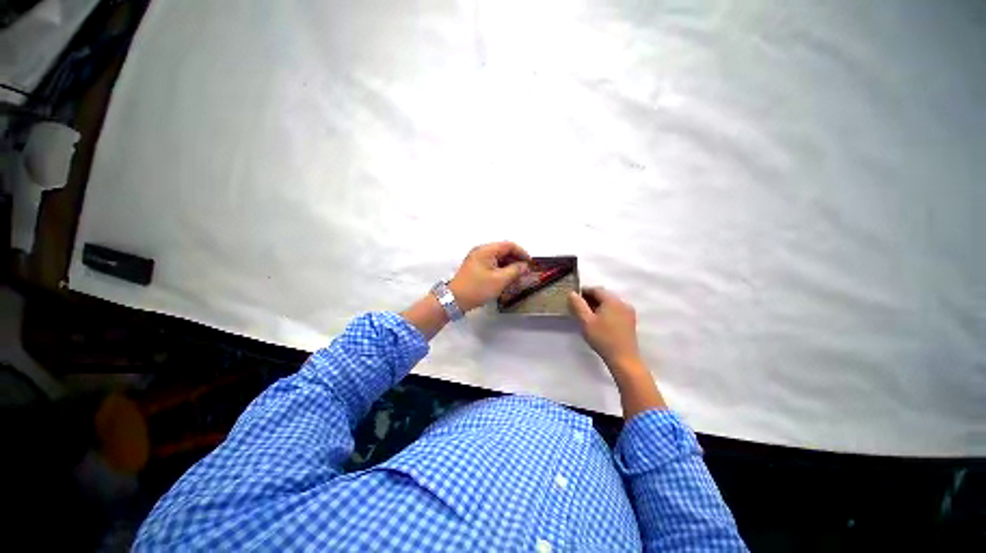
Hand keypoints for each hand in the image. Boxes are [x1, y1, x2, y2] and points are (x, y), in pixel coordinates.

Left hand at [449, 242, 530, 311]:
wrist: (455, 300)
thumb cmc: (478, 288)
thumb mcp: (500, 280)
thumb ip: (515, 271)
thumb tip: (525, 266)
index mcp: (486, 250)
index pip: (509, 245)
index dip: (522, 253)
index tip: (530, 263)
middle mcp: (481, 251)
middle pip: (503, 251)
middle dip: (516, 260)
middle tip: (525, 272)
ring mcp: (478, 259)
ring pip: (498, 258)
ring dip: (509, 266)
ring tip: (518, 277)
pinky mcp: (476, 267)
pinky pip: (492, 264)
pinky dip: (501, 270)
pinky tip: (507, 279)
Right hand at [568, 287, 641, 370]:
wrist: (623, 359)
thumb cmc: (603, 338)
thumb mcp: (585, 321)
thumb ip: (578, 305)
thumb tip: (572, 293)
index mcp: (612, 300)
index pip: (596, 289)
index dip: (583, 291)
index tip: (573, 298)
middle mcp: (622, 303)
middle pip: (604, 295)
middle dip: (590, 298)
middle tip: (578, 306)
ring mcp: (628, 312)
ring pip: (610, 303)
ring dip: (598, 305)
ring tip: (587, 314)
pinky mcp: (630, 321)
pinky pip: (615, 310)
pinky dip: (606, 311)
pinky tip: (599, 321)